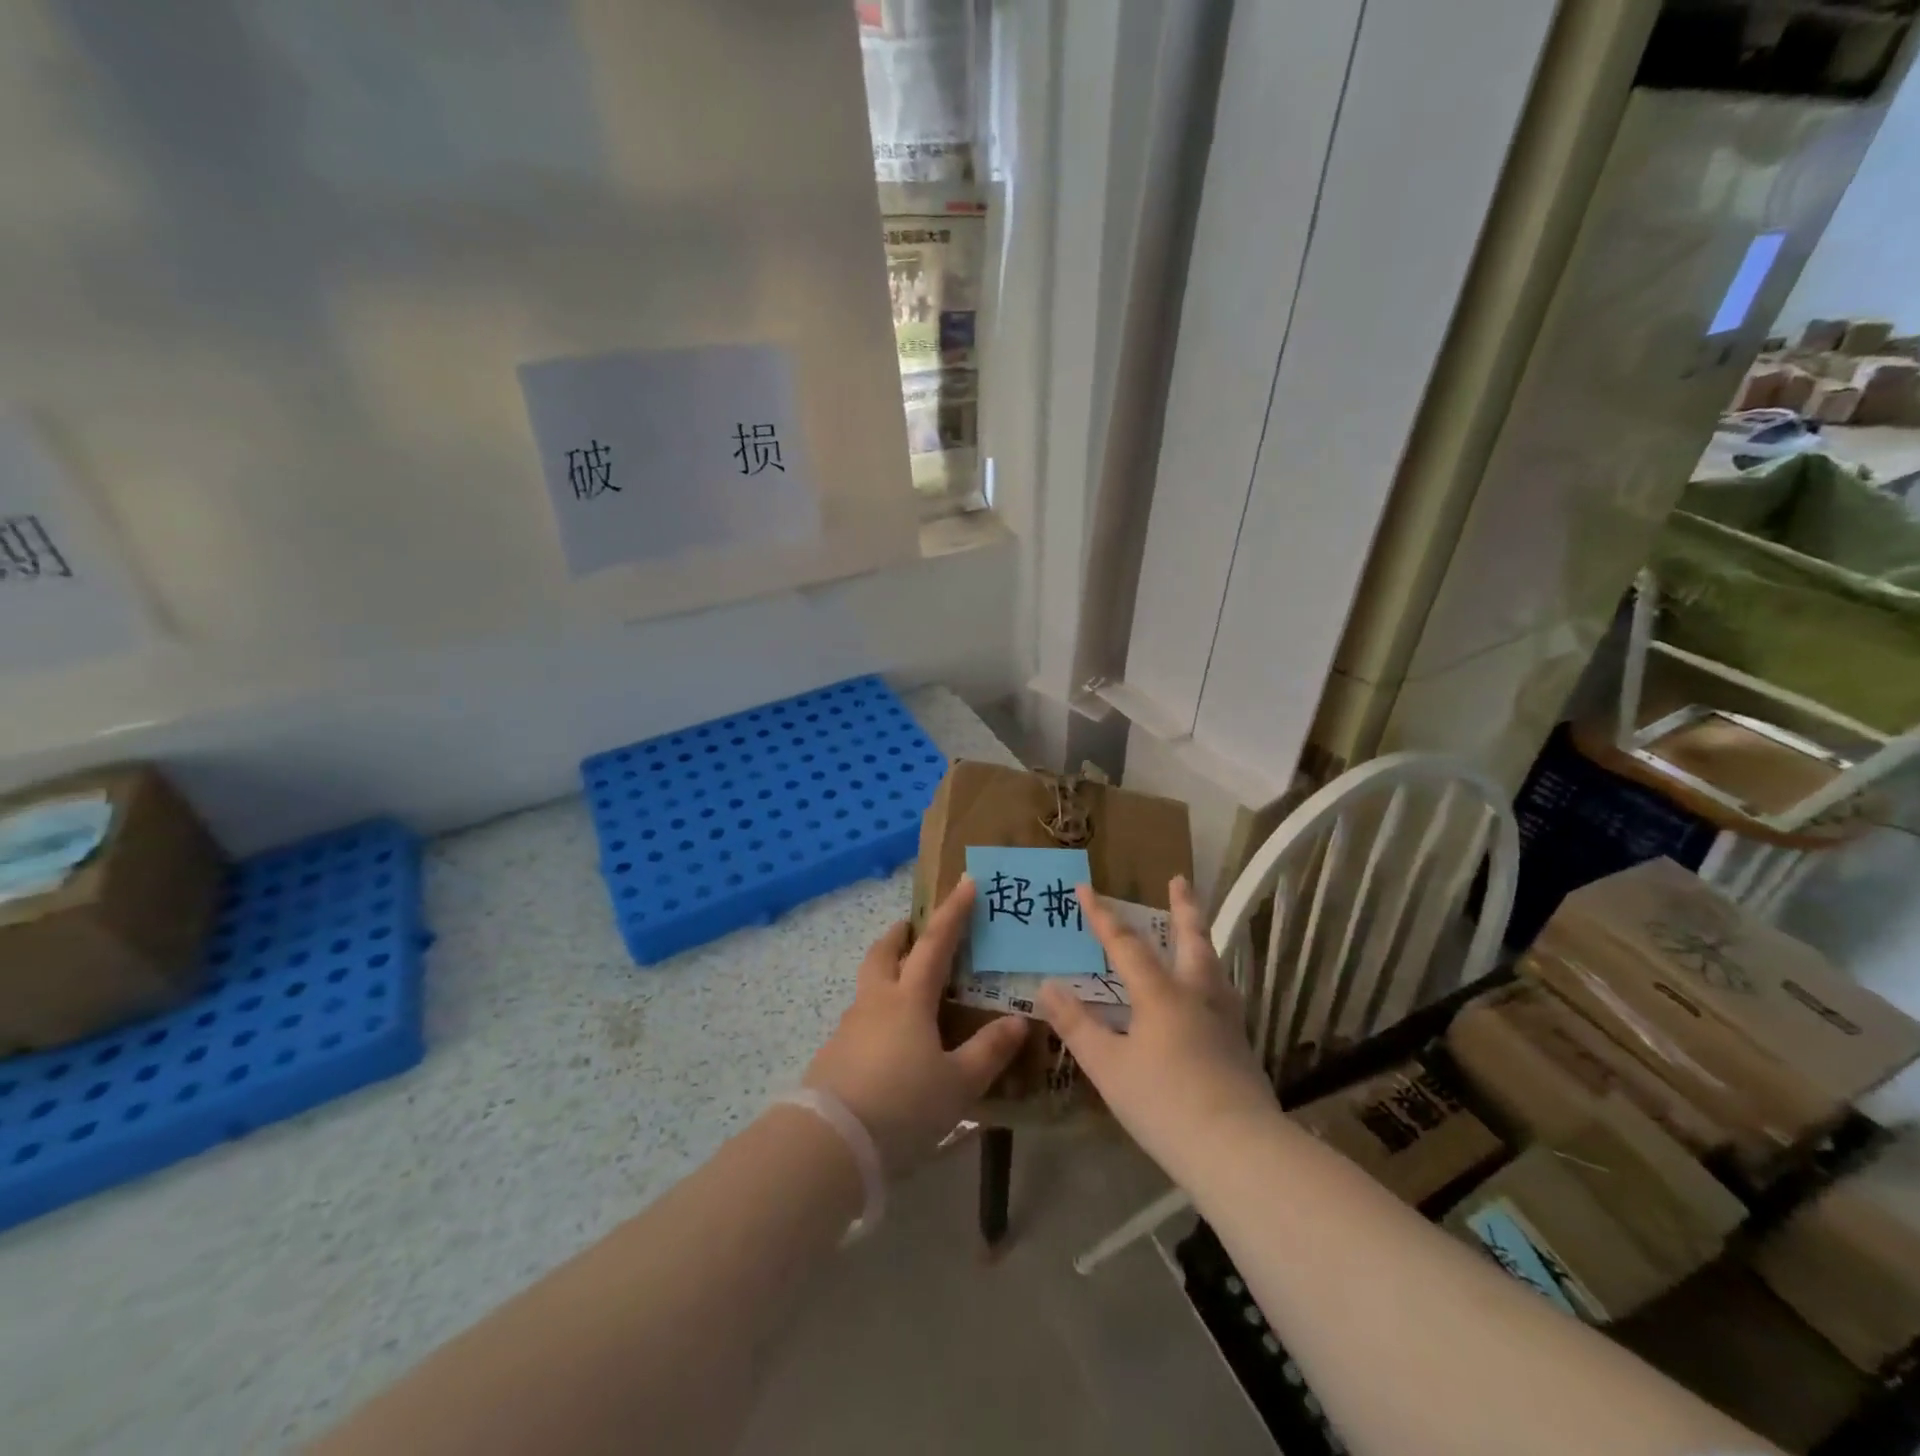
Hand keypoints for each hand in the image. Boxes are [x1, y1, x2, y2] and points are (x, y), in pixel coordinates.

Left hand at [803, 877, 1027, 1175]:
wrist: (830, 1143)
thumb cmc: (902, 1105)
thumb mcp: (957, 1084)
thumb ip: (988, 1051)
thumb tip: (1019, 1021)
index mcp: (908, 999)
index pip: (935, 943)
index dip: (953, 912)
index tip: (966, 883)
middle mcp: (875, 1002)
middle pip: (884, 953)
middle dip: (900, 934)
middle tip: (913, 927)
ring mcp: (849, 1028)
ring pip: (869, 986)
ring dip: (887, 974)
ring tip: (909, 991)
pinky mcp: (834, 1055)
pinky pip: (861, 1020)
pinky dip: (878, 1015)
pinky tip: (892, 1044)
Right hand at [1040, 877, 1275, 1179]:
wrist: (1238, 1151)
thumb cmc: (1164, 1105)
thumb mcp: (1108, 1067)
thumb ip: (1076, 1025)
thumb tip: (1047, 985)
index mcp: (1161, 994)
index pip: (1126, 945)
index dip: (1103, 916)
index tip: (1085, 887)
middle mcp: (1197, 995)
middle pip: (1192, 939)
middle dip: (1183, 907)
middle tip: (1180, 879)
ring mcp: (1225, 1019)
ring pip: (1213, 965)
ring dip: (1201, 940)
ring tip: (1196, 931)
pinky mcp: (1241, 1045)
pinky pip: (1223, 993)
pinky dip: (1211, 977)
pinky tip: (1208, 995)